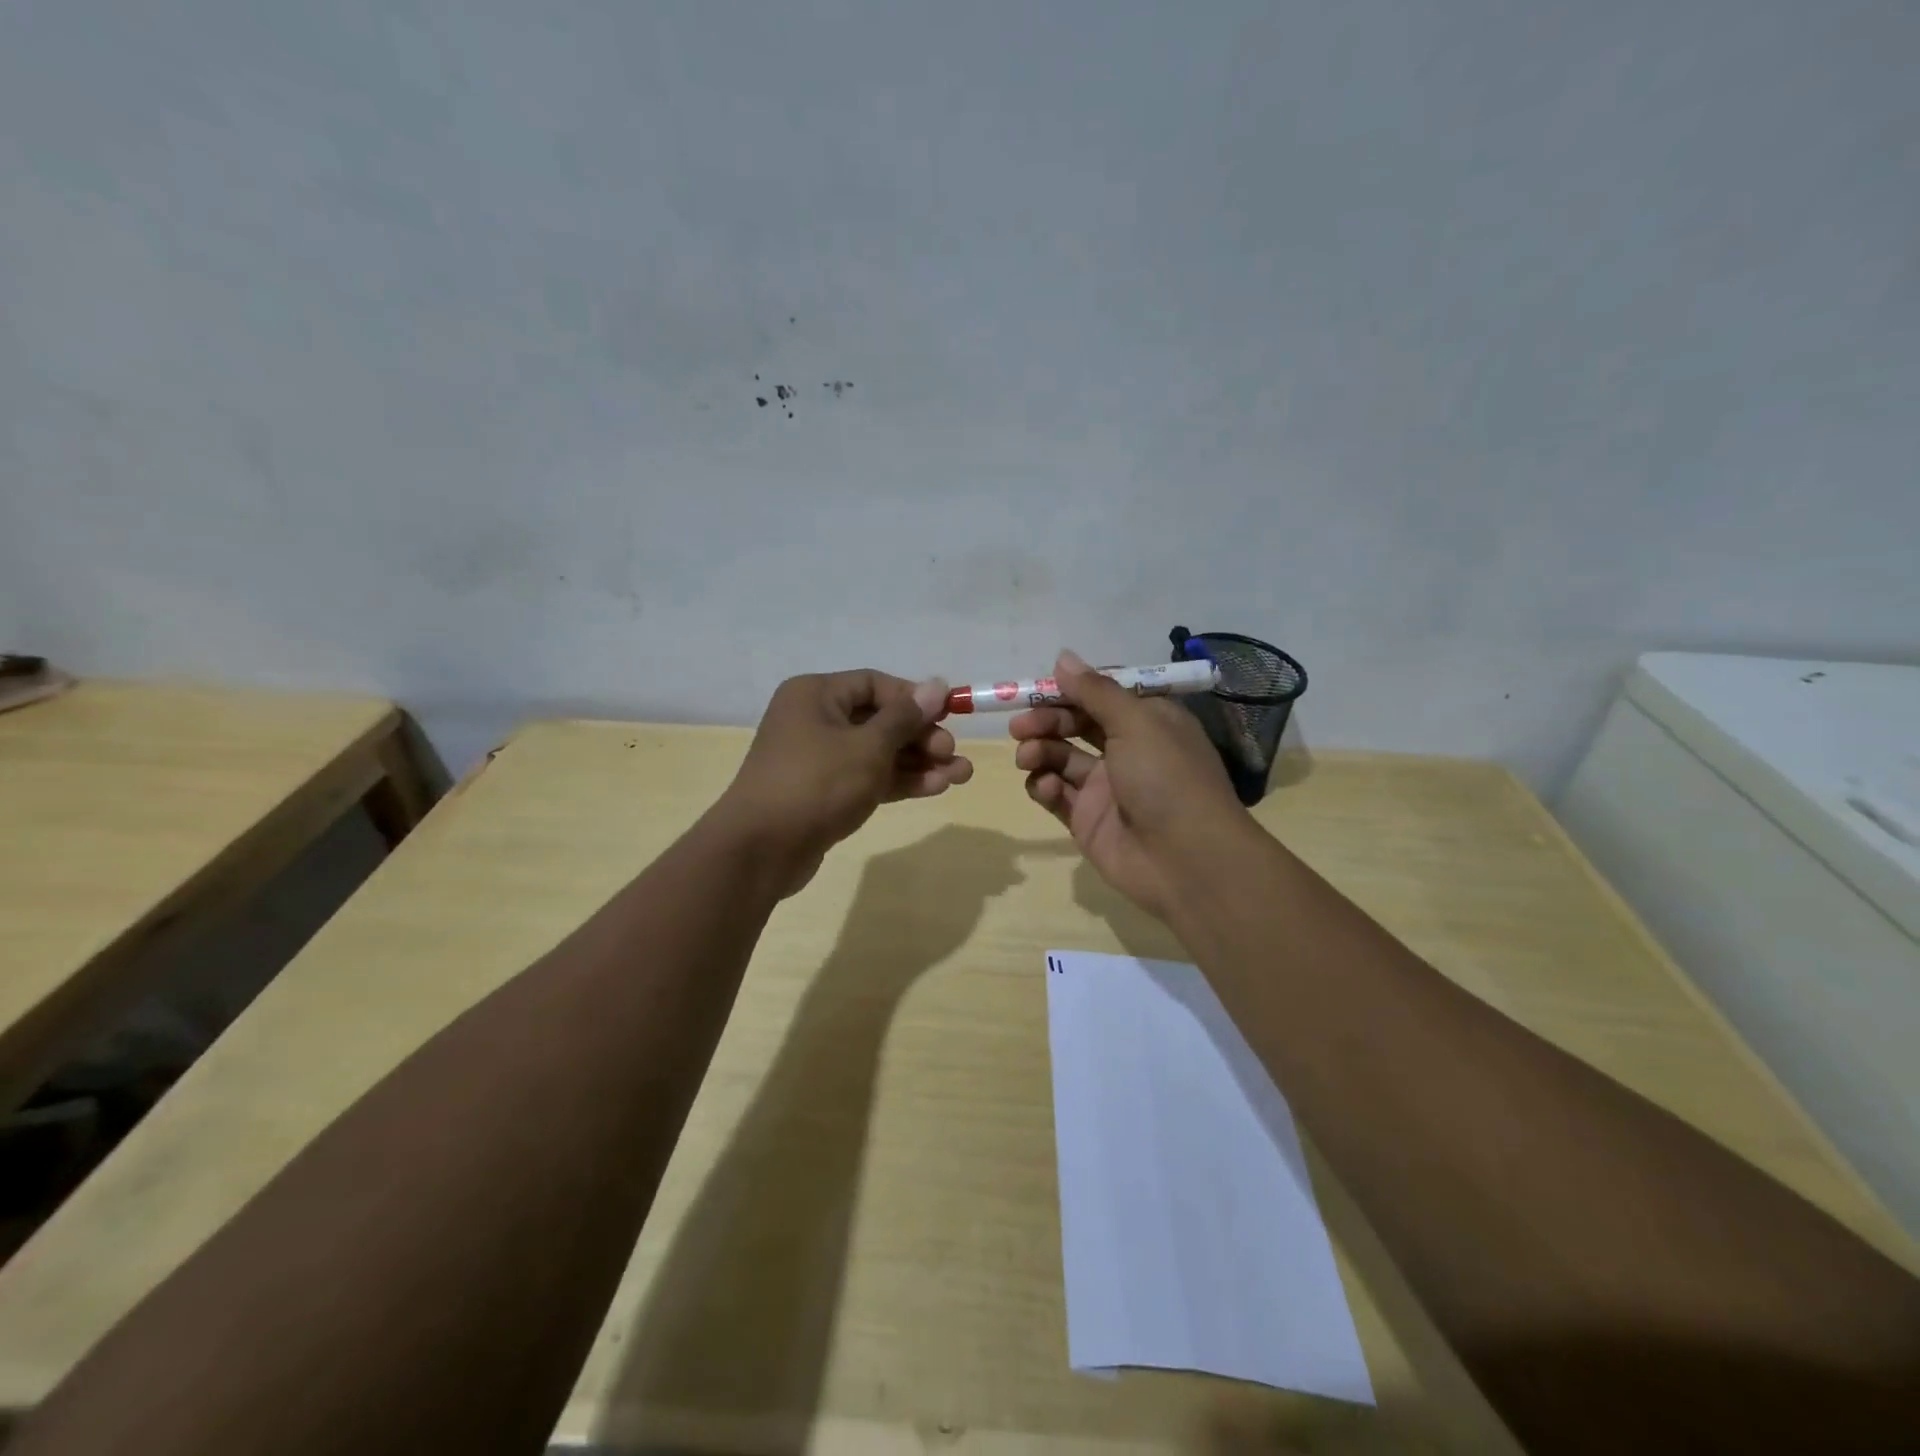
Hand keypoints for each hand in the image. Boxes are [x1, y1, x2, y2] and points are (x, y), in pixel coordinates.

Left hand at [715, 670, 973, 894]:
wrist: (762, 850)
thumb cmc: (817, 783)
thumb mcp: (868, 746)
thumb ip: (905, 717)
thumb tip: (936, 684)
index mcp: (816, 695)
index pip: (874, 684)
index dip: (914, 698)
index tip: (947, 716)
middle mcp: (815, 720)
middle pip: (879, 720)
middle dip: (921, 736)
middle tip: (952, 753)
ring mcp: (819, 759)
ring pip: (878, 753)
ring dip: (918, 762)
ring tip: (961, 775)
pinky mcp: (825, 793)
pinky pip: (868, 778)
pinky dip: (899, 781)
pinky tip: (937, 787)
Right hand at [1010, 649, 1248, 919]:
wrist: (1186, 861)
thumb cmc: (1167, 778)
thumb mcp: (1136, 723)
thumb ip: (1095, 691)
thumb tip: (1063, 658)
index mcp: (1148, 721)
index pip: (1103, 695)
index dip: (1071, 689)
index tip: (1039, 688)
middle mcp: (1127, 750)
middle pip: (1076, 724)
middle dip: (1046, 720)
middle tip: (1020, 726)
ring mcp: (1105, 787)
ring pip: (1061, 758)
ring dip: (1040, 751)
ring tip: (1028, 756)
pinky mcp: (1087, 819)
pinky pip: (1056, 794)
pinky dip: (1043, 786)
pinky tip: (1043, 787)